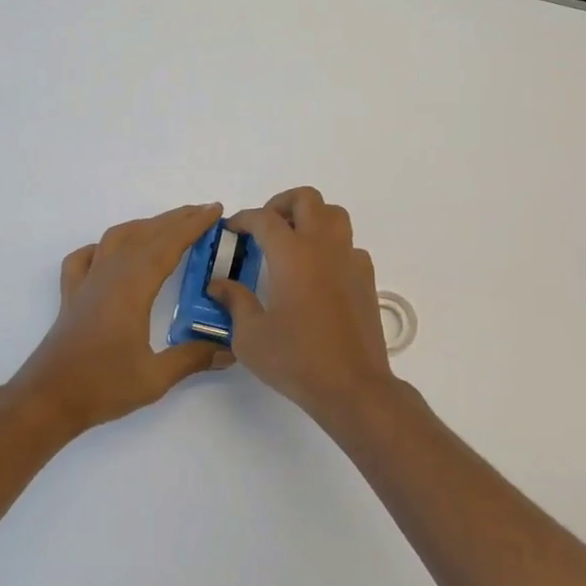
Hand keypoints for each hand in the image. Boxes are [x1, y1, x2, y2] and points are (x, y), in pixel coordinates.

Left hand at [15, 202, 234, 433]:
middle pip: (145, 235)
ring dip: (144, 226)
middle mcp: (109, 275)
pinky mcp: (71, 296)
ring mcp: (86, 283)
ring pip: (116, 239)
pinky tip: (110, 253)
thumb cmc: (102, 386)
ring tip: (167, 226)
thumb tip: (230, 350)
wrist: (47, 399)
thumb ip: (193, 359)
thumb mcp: (155, 378)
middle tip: (203, 212)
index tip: (214, 210)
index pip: (167, 245)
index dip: (193, 226)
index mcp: (132, 287)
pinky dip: (101, 247)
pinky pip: (85, 258)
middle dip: (176, 219)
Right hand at [210, 187, 398, 422]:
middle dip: (281, 203)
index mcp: (291, 255)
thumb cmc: (296, 359)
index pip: (264, 218)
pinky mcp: (366, 278)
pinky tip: (319, 272)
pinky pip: (349, 245)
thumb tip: (219, 285)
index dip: (244, 218)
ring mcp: (349, 260)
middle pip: (306, 199)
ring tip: (293, 240)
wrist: (352, 386)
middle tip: (265, 226)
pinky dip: (331, 246)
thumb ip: (234, 302)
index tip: (233, 228)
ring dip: (312, 217)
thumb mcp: (250, 336)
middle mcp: (323, 247)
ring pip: (334, 215)